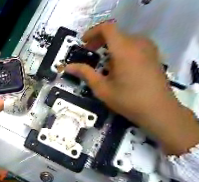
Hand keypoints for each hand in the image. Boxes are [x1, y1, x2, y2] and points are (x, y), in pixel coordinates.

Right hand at [65, 23, 198, 154]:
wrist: (157, 109)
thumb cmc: (126, 99)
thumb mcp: (101, 87)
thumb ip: (85, 73)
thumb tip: (67, 67)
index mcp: (124, 50)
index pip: (108, 28)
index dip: (92, 32)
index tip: (82, 43)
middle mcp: (138, 44)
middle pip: (115, 33)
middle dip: (99, 40)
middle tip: (88, 52)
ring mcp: (148, 49)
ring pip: (124, 38)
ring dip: (109, 45)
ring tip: (100, 61)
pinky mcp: (152, 55)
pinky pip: (133, 44)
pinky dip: (120, 49)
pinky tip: (115, 65)